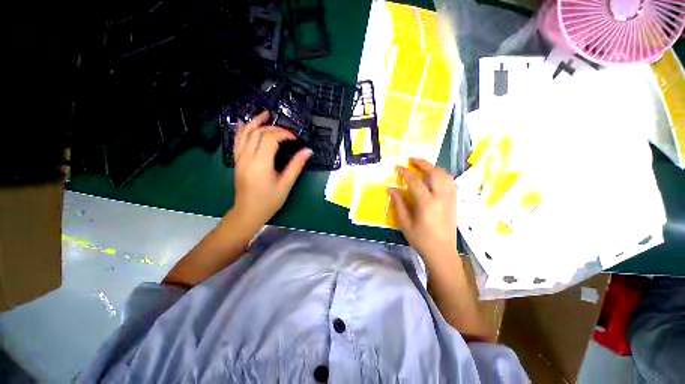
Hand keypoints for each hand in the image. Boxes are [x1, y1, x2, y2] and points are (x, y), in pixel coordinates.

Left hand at [231, 111, 311, 227]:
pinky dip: (242, 130)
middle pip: (258, 133)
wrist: (248, 212)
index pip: (271, 138)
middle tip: (287, 131)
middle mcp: (247, 157)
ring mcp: (239, 158)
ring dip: (255, 122)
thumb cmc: (269, 201)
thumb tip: (308, 151)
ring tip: (266, 114)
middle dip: (274, 128)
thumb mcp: (286, 184)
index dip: (284, 134)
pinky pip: (237, 141)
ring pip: (245, 133)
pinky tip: (245, 123)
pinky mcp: (237, 161)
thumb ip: (296, 165)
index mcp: (261, 163)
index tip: (295, 139)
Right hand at [389, 158, 457, 257]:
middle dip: (423, 163)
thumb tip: (391, 189)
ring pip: (445, 176)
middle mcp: (441, 198)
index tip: (398, 167)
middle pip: (435, 173)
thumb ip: (398, 204)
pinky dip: (442, 175)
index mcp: (427, 204)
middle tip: (412, 160)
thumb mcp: (405, 223)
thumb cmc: (421, 239)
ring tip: (423, 167)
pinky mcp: (454, 202)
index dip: (406, 173)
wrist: (442, 252)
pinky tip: (434, 178)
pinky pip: (450, 182)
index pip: (415, 182)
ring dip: (433, 168)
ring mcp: (450, 199)